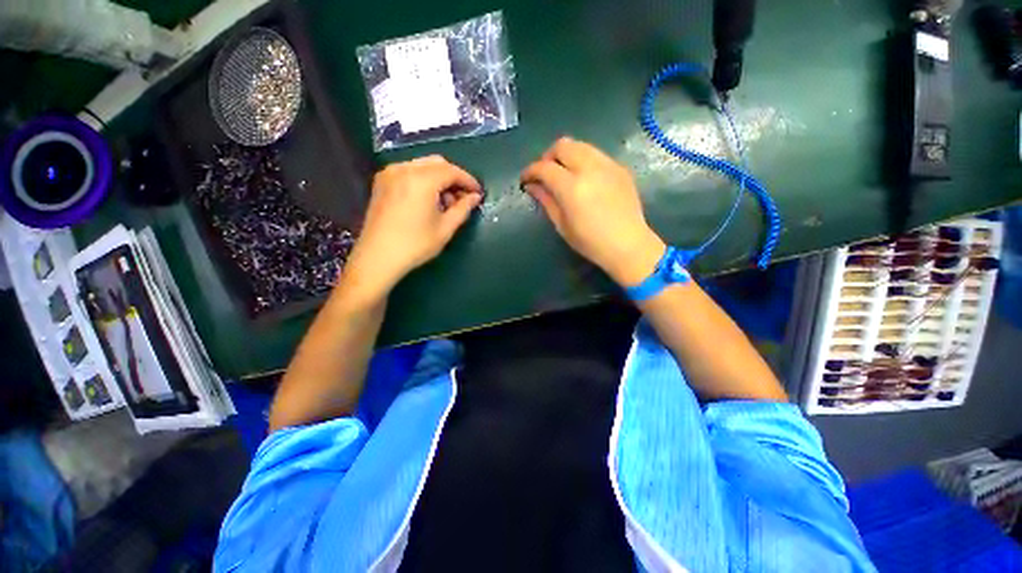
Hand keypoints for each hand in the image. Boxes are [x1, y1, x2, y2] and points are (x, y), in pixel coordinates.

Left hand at [341, 155, 481, 301]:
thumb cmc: (415, 245)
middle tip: (463, 197)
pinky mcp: (382, 182)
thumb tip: (475, 197)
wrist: (377, 257)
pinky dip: (424, 179)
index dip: (468, 180)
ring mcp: (390, 173)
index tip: (478, 192)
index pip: (452, 171)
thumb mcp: (445, 228)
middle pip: (437, 163)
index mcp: (421, 180)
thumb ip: (463, 208)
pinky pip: (409, 171)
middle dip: (454, 177)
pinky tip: (428, 199)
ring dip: (439, 178)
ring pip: (423, 165)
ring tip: (446, 202)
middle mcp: (404, 169)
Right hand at [520, 137, 664, 285]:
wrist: (628, 245)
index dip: (530, 171)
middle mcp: (590, 168)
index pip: (544, 167)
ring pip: (580, 145)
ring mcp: (608, 165)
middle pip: (562, 145)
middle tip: (545, 174)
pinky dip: (584, 160)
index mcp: (572, 187)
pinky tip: (584, 179)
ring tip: (563, 174)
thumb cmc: (590, 242)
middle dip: (548, 156)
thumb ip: (546, 200)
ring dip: (566, 155)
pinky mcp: (620, 168)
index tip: (525, 179)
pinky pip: (596, 154)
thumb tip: (532, 186)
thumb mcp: (561, 225)